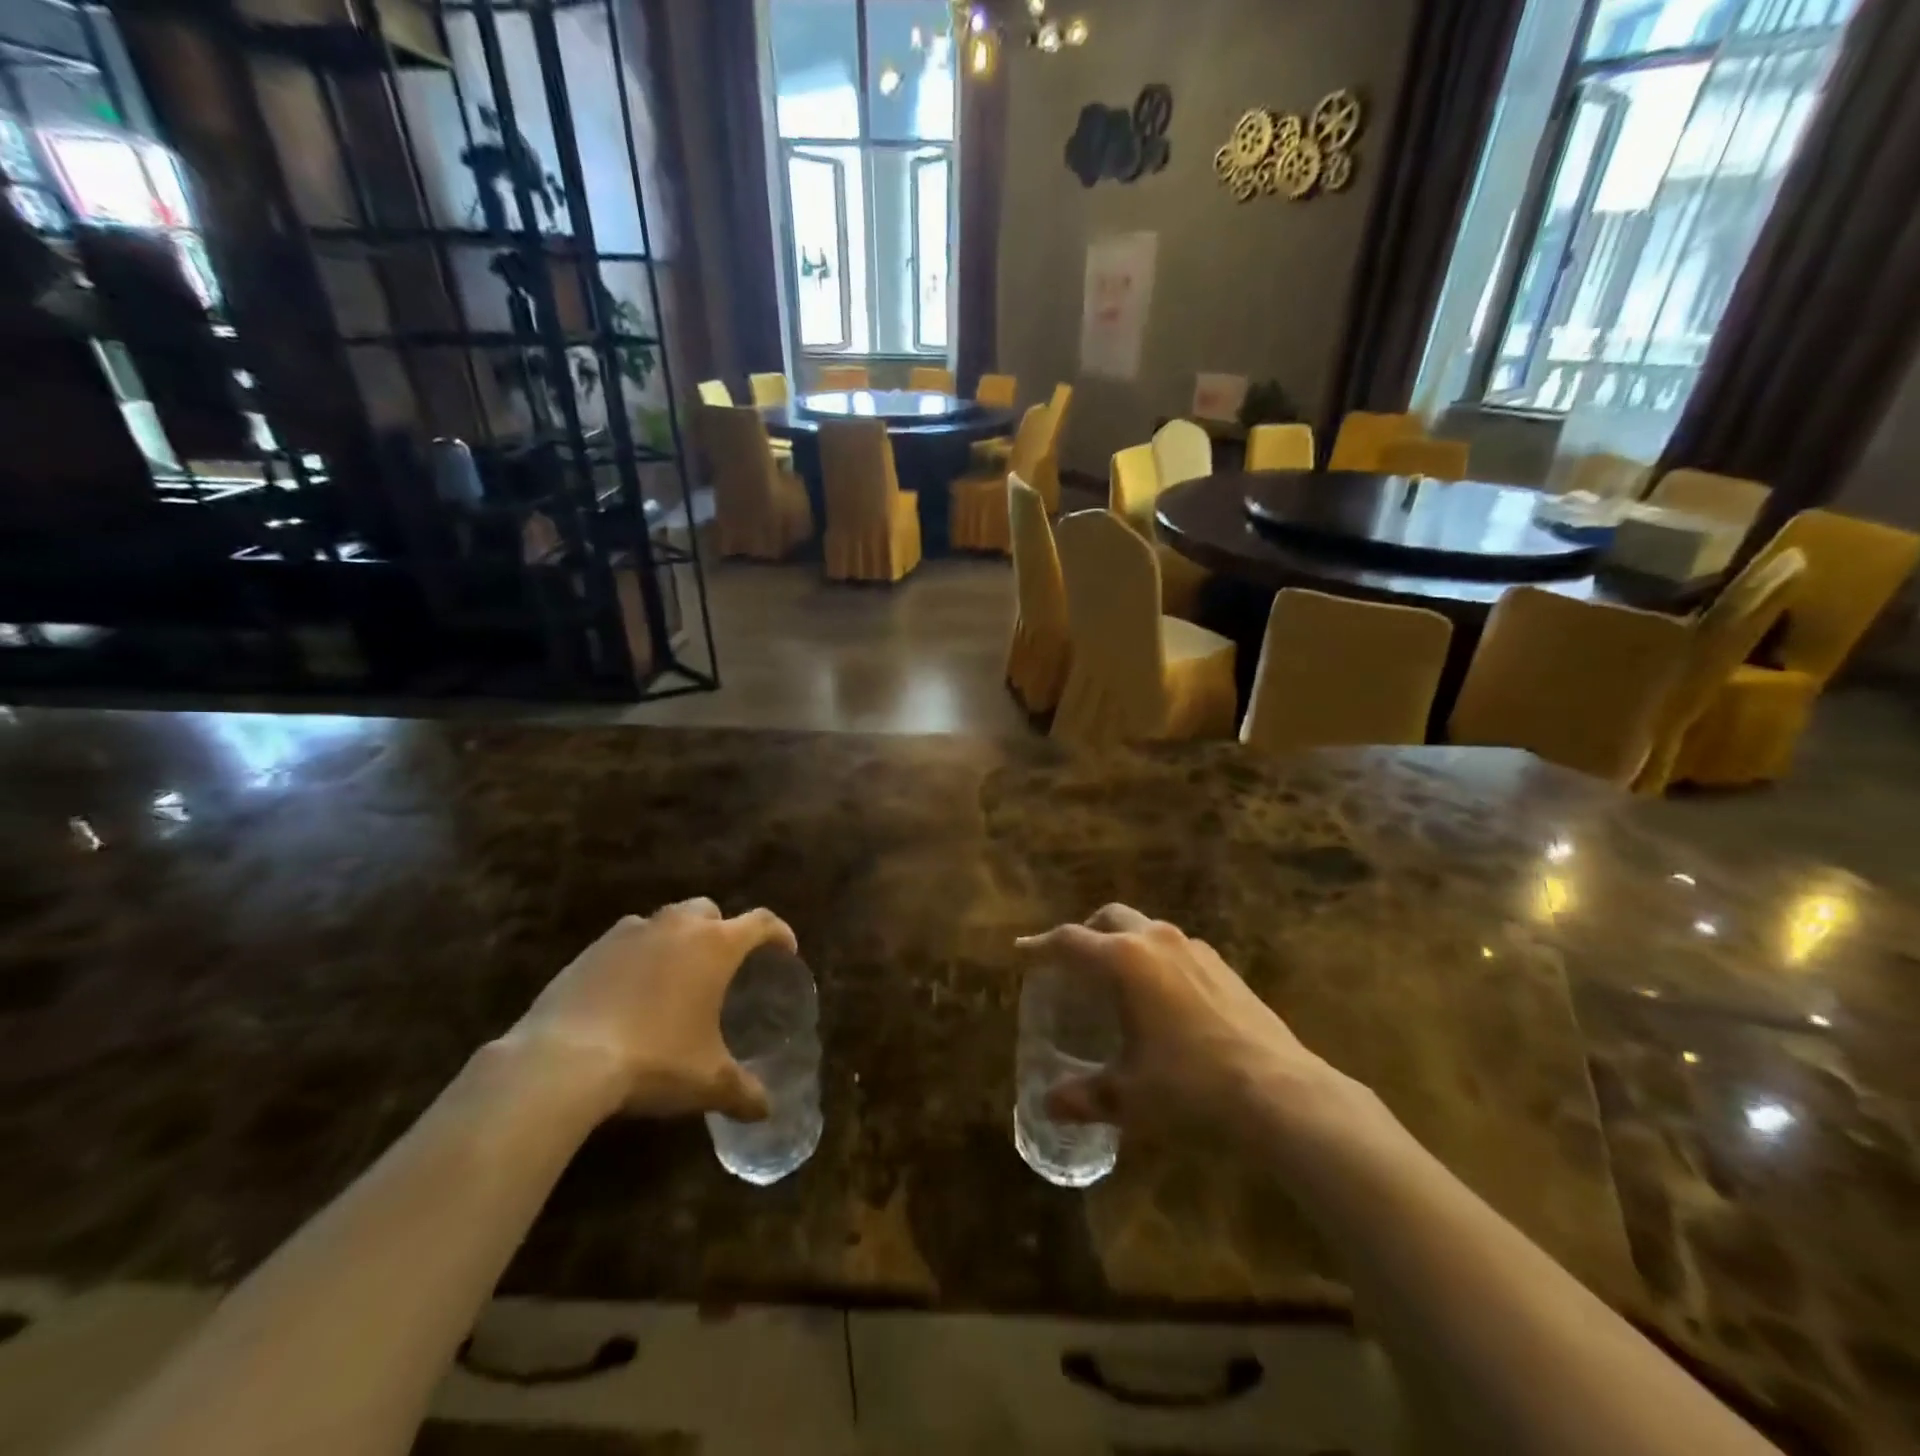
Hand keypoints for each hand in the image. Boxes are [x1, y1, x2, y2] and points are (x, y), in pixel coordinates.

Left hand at [506, 899, 796, 1120]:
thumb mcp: (707, 1083)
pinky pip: (626, 940)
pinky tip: (629, 990)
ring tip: (674, 976)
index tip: (786, 950)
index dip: (779, 933)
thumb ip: (744, 1091)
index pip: (761, 922)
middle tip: (722, 965)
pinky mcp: (591, 949)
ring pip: (665, 920)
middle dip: (721, 929)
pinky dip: (636, 954)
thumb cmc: (654, 1061)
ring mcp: (630, 933)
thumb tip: (766, 1110)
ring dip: (677, 938)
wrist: (563, 1062)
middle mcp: (677, 926)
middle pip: (709, 911)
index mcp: (716, 946)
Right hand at [1017, 905, 1342, 1138]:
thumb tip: (1048, 1104)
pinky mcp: (1223, 965)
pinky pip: (1174, 948)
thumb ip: (1083, 1096)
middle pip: (1108, 918)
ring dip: (1122, 943)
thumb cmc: (1190, 1087)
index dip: (1040, 947)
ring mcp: (1194, 949)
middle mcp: (1156, 941)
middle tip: (1071, 962)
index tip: (1021, 953)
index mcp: (1124, 962)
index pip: (1069, 942)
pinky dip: (1154, 958)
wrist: (1280, 1091)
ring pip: (1145, 928)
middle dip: (1084, 933)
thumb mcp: (1128, 1097)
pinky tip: (1161, 998)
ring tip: (1116, 980)